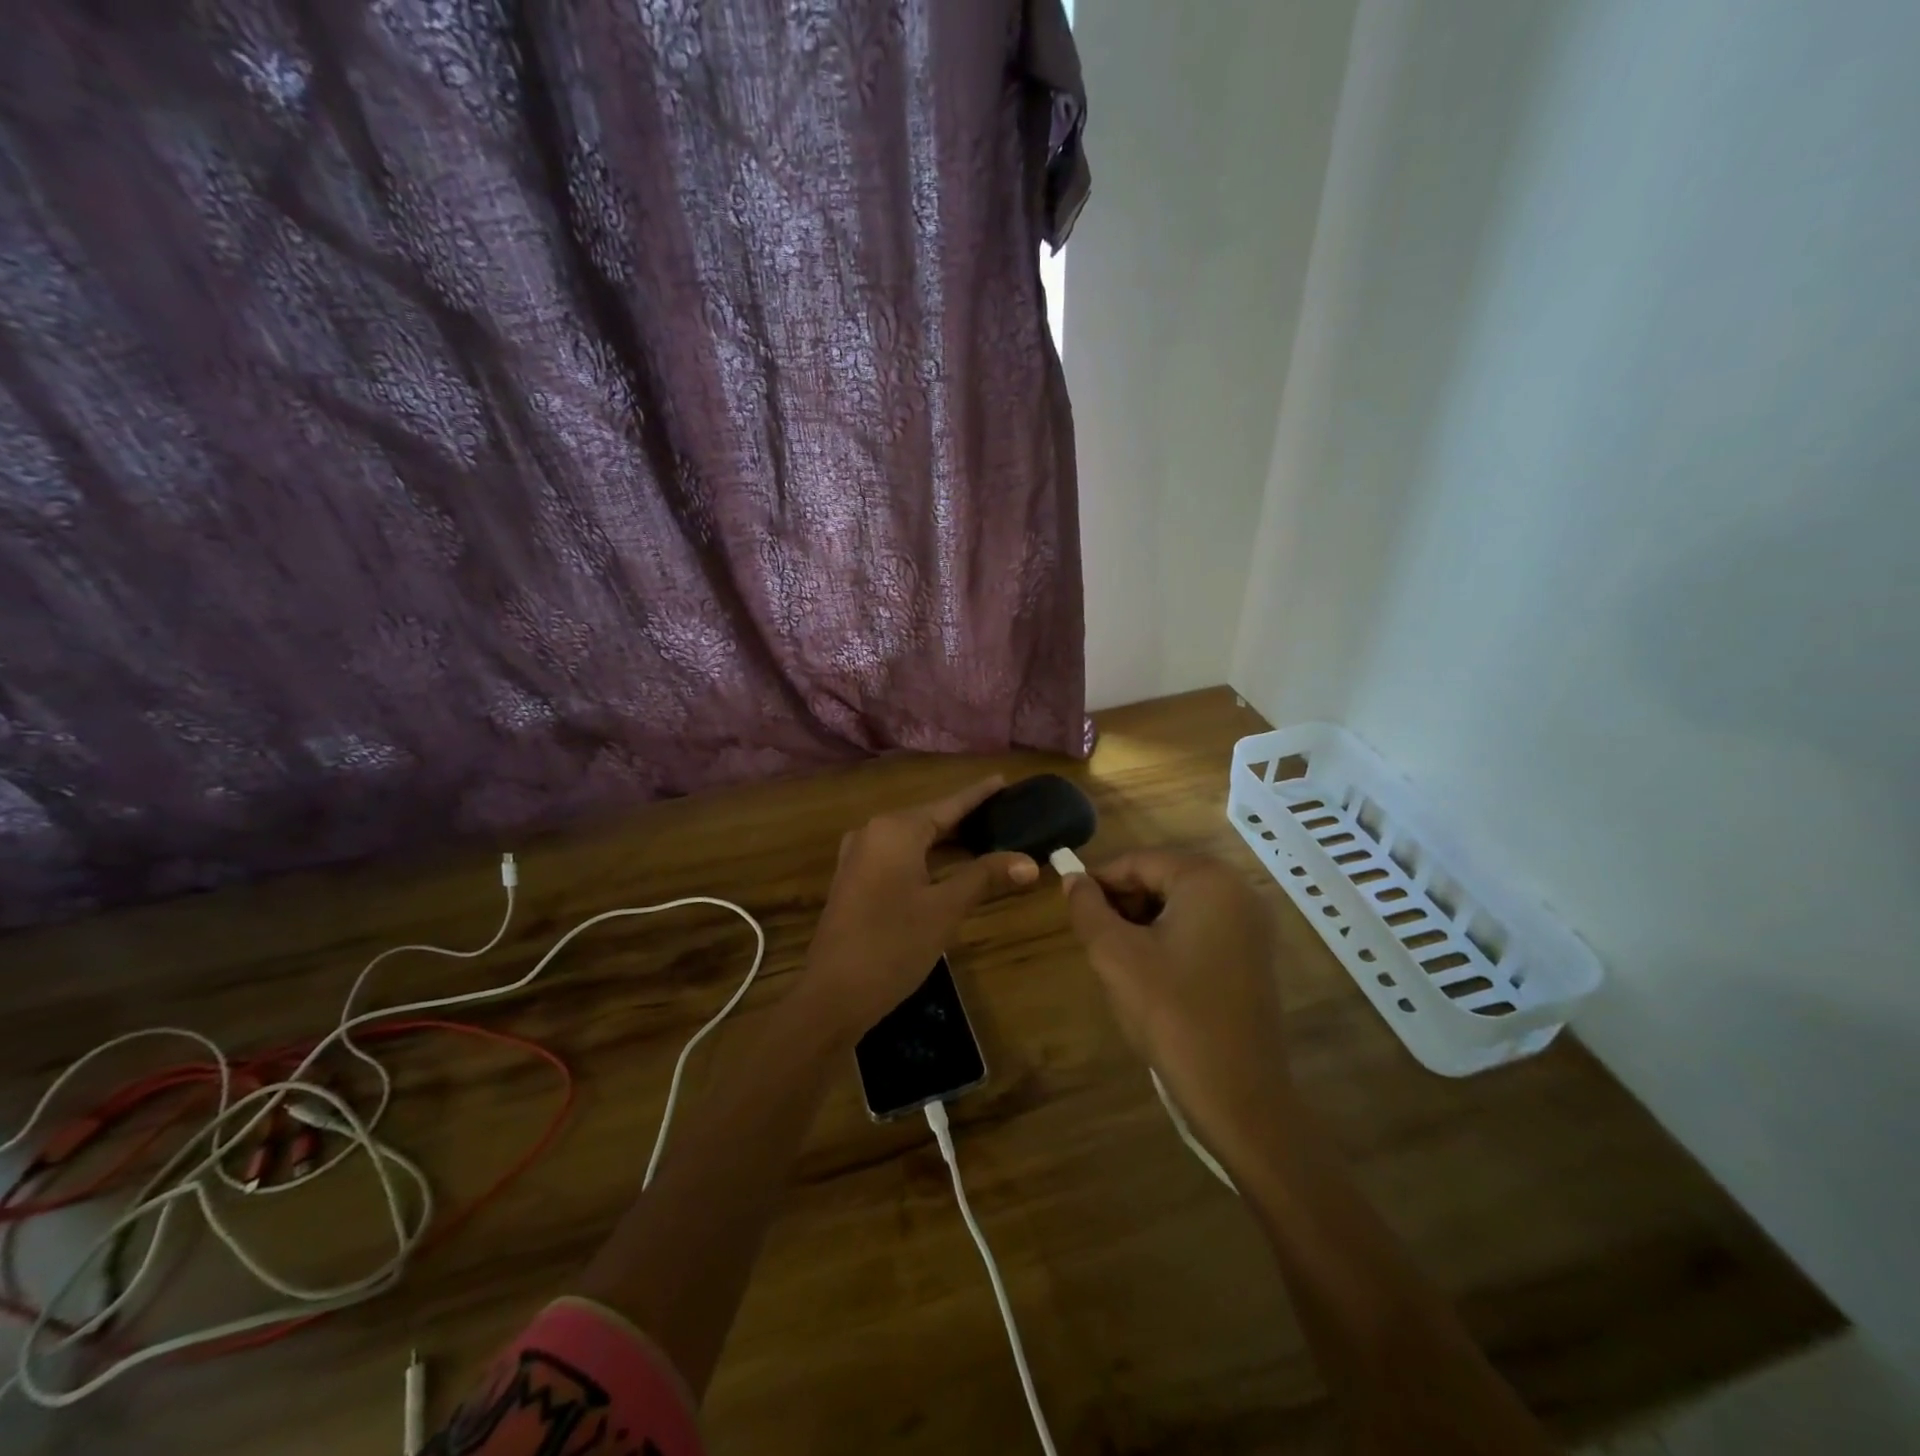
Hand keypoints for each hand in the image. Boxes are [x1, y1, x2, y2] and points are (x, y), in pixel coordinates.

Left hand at [801, 778, 1039, 1034]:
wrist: (833, 995)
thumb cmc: (893, 945)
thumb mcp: (945, 909)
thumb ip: (985, 877)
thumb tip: (1030, 862)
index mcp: (895, 830)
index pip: (948, 805)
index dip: (978, 795)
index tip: (1002, 780)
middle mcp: (873, 833)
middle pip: (928, 818)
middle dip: (965, 818)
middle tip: (1004, 814)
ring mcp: (858, 857)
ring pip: (912, 839)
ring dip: (945, 840)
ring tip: (984, 836)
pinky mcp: (854, 880)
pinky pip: (897, 856)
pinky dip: (925, 856)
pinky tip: (946, 866)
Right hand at [1063, 851, 1292, 1150]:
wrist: (1238, 1096)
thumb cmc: (1172, 1015)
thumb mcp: (1115, 956)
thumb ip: (1087, 908)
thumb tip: (1072, 879)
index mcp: (1208, 880)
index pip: (1138, 861)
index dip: (1098, 881)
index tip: (1071, 908)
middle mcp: (1237, 890)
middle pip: (1160, 878)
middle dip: (1122, 903)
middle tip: (1095, 941)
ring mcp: (1251, 924)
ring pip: (1178, 904)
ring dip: (1141, 923)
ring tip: (1119, 961)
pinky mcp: (1252, 955)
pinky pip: (1199, 928)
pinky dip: (1168, 940)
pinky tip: (1150, 976)